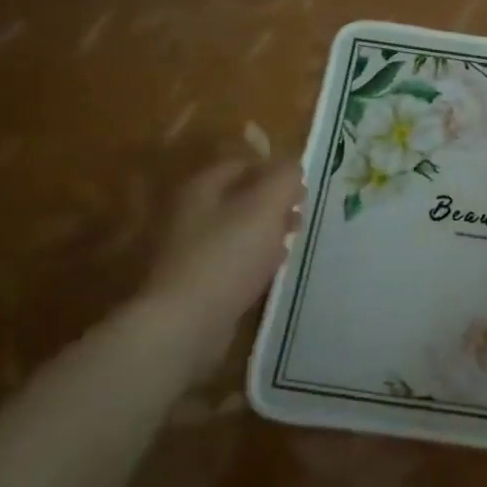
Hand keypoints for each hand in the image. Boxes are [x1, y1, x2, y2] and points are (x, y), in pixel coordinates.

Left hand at [139, 160, 302, 369]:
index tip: (301, 188)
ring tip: (291, 241)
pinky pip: (230, 259)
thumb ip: (284, 179)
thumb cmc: (228, 255)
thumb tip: (292, 167)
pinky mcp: (195, 280)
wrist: (186, 322)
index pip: (242, 164)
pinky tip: (271, 269)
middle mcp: (190, 213)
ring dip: (266, 230)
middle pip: (239, 196)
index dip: (274, 170)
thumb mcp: (266, 206)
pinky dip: (253, 258)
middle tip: (300, 214)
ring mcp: (189, 248)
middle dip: (273, 202)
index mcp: (202, 188)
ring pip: (236, 228)